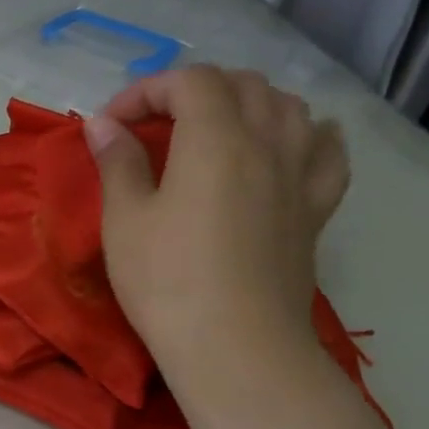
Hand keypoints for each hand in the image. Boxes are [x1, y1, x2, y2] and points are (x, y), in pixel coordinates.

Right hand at [83, 66, 349, 389]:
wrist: (236, 346)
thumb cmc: (167, 281)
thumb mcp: (125, 220)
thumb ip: (118, 162)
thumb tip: (102, 125)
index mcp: (216, 140)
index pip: (189, 81)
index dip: (145, 90)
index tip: (110, 126)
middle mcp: (268, 143)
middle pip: (242, 85)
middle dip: (192, 91)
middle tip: (153, 125)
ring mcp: (301, 175)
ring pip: (289, 107)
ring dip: (246, 103)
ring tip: (213, 129)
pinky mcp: (316, 209)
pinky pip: (326, 150)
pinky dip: (304, 134)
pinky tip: (287, 146)